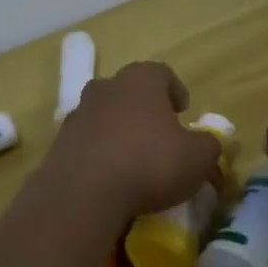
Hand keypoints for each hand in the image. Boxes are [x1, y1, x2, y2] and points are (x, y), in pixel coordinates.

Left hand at [39, 62, 221, 223]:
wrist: (84, 193)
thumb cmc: (149, 163)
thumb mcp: (198, 158)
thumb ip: (208, 145)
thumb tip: (206, 142)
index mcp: (140, 80)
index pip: (161, 73)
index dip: (175, 90)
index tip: (182, 111)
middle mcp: (106, 87)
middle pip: (128, 90)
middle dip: (143, 108)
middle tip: (159, 133)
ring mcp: (78, 113)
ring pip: (104, 114)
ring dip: (118, 130)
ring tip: (133, 158)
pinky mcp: (59, 142)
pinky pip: (87, 142)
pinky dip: (99, 152)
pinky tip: (109, 177)